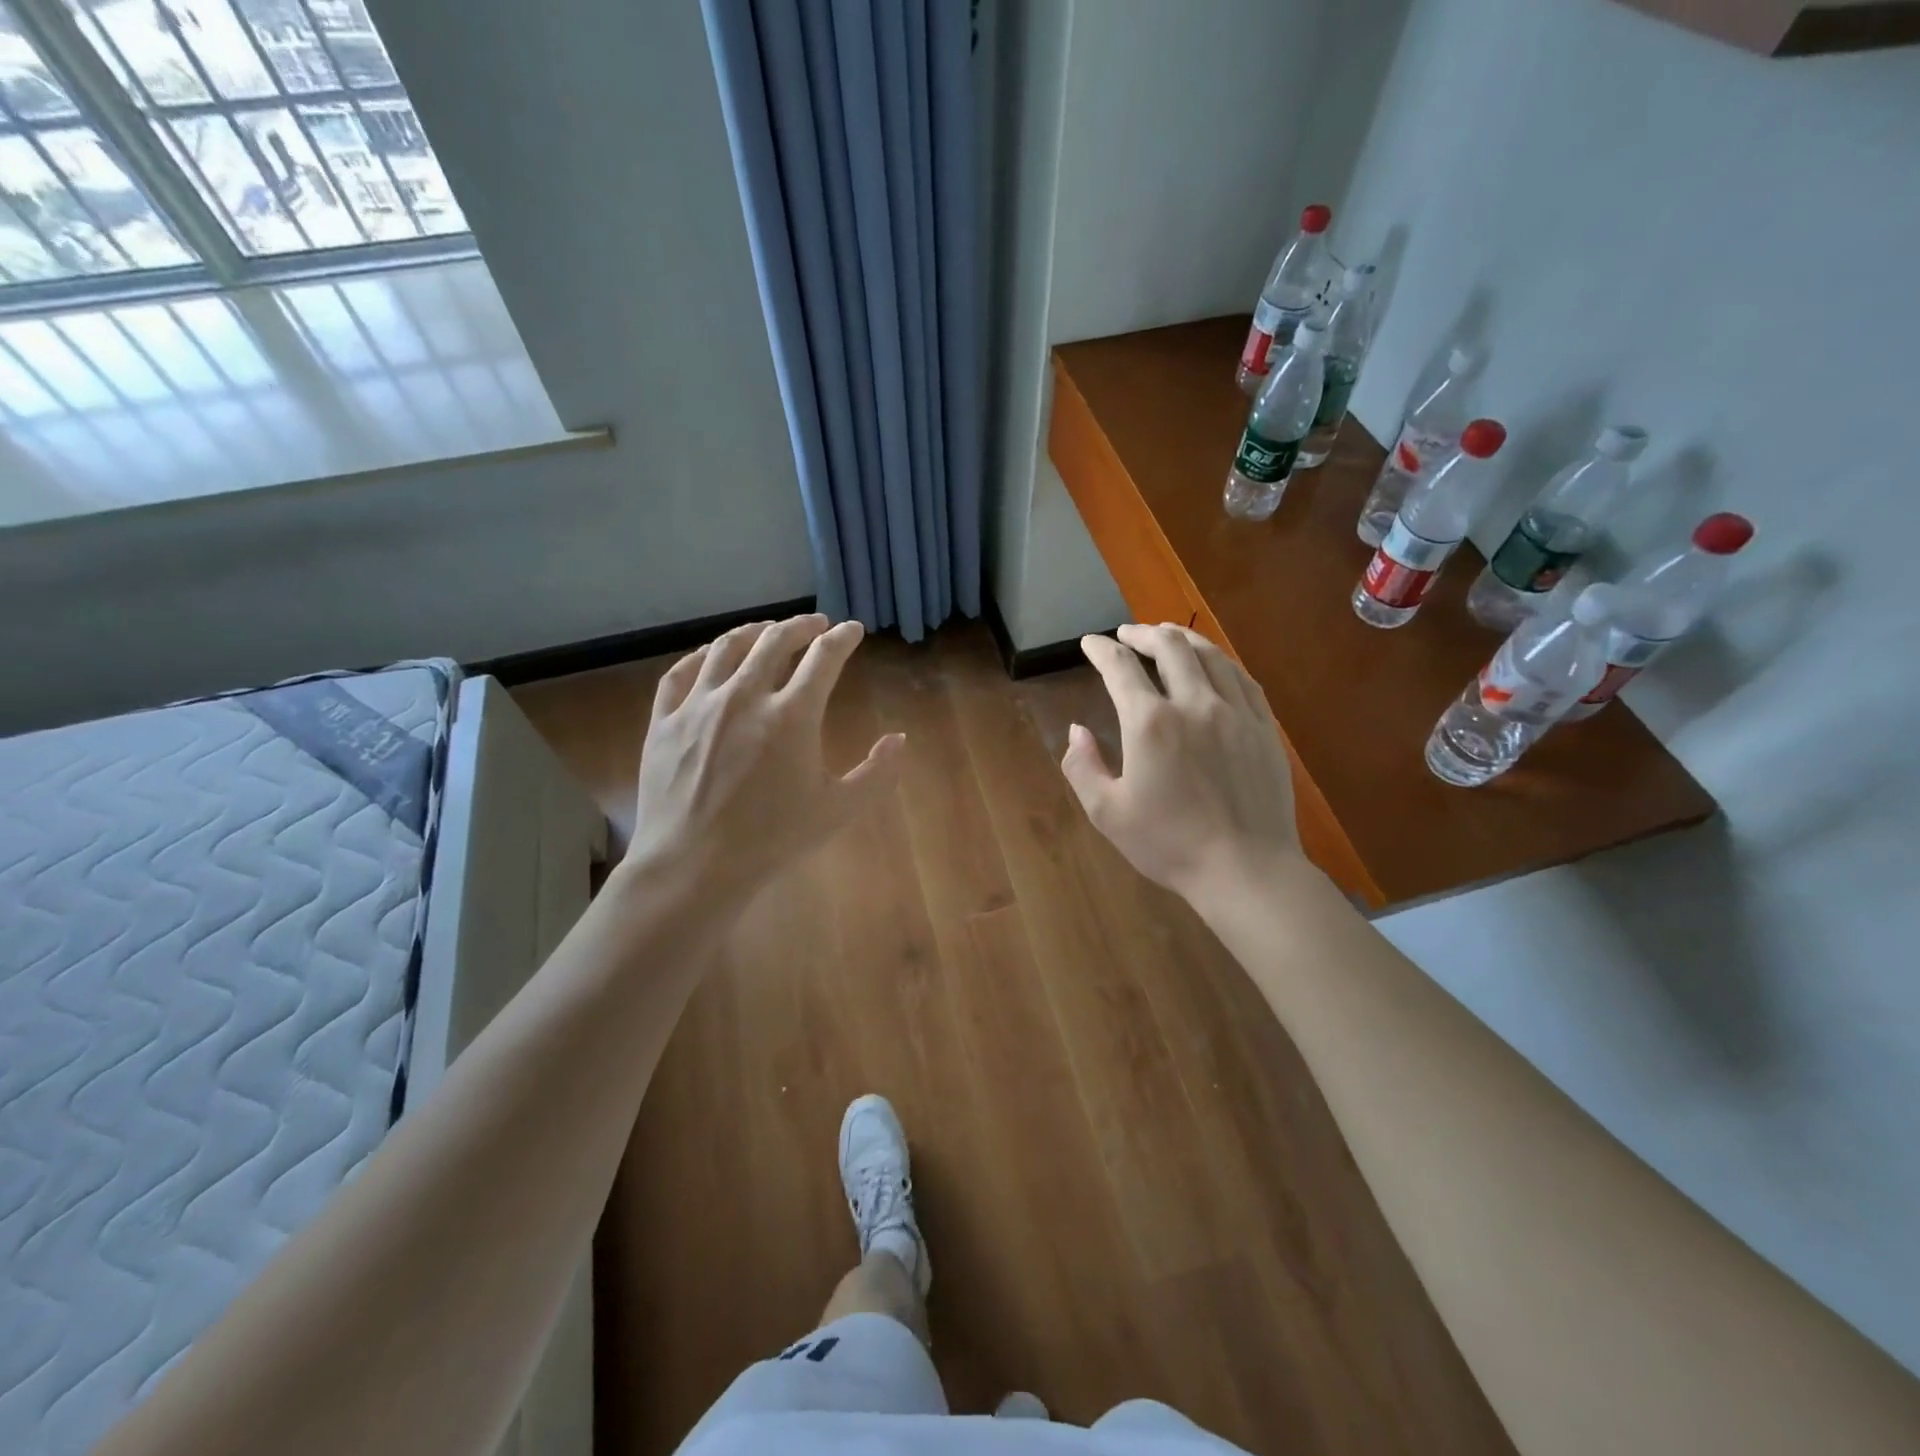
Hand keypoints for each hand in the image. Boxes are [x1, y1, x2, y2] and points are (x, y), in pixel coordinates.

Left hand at [620, 614, 903, 902]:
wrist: (693, 866)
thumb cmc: (772, 840)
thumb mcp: (838, 810)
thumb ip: (877, 773)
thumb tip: (899, 739)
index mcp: (792, 715)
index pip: (824, 657)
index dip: (843, 638)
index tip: (852, 631)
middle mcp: (745, 696)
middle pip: (775, 640)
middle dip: (801, 625)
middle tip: (815, 624)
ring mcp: (699, 705)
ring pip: (727, 648)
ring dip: (754, 631)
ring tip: (767, 630)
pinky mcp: (665, 721)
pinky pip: (682, 672)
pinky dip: (703, 656)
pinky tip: (712, 656)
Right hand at [1061, 623, 1301, 903]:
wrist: (1245, 869)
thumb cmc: (1169, 845)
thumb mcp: (1107, 813)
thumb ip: (1081, 766)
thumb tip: (1076, 730)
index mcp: (1150, 723)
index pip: (1121, 668)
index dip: (1101, 650)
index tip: (1090, 643)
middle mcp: (1194, 704)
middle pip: (1170, 647)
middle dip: (1142, 633)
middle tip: (1127, 634)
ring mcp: (1236, 712)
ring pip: (1210, 655)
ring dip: (1183, 638)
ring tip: (1167, 635)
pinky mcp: (1264, 727)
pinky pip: (1242, 678)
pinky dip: (1220, 661)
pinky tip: (1214, 664)